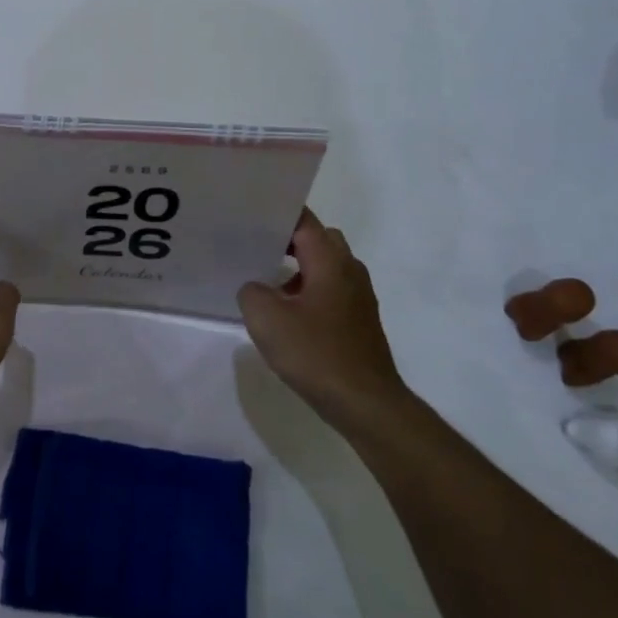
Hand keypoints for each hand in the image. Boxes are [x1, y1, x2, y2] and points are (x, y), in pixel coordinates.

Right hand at [237, 208, 406, 431]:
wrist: (365, 402)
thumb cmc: (316, 353)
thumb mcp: (266, 319)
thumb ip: (251, 292)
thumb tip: (256, 288)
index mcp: (330, 261)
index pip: (305, 221)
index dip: (278, 215)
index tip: (251, 217)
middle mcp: (350, 270)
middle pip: (319, 239)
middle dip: (290, 240)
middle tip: (257, 249)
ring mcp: (359, 296)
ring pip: (327, 267)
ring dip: (299, 269)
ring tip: (267, 285)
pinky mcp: (360, 320)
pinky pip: (332, 290)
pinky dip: (310, 292)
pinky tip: (289, 317)